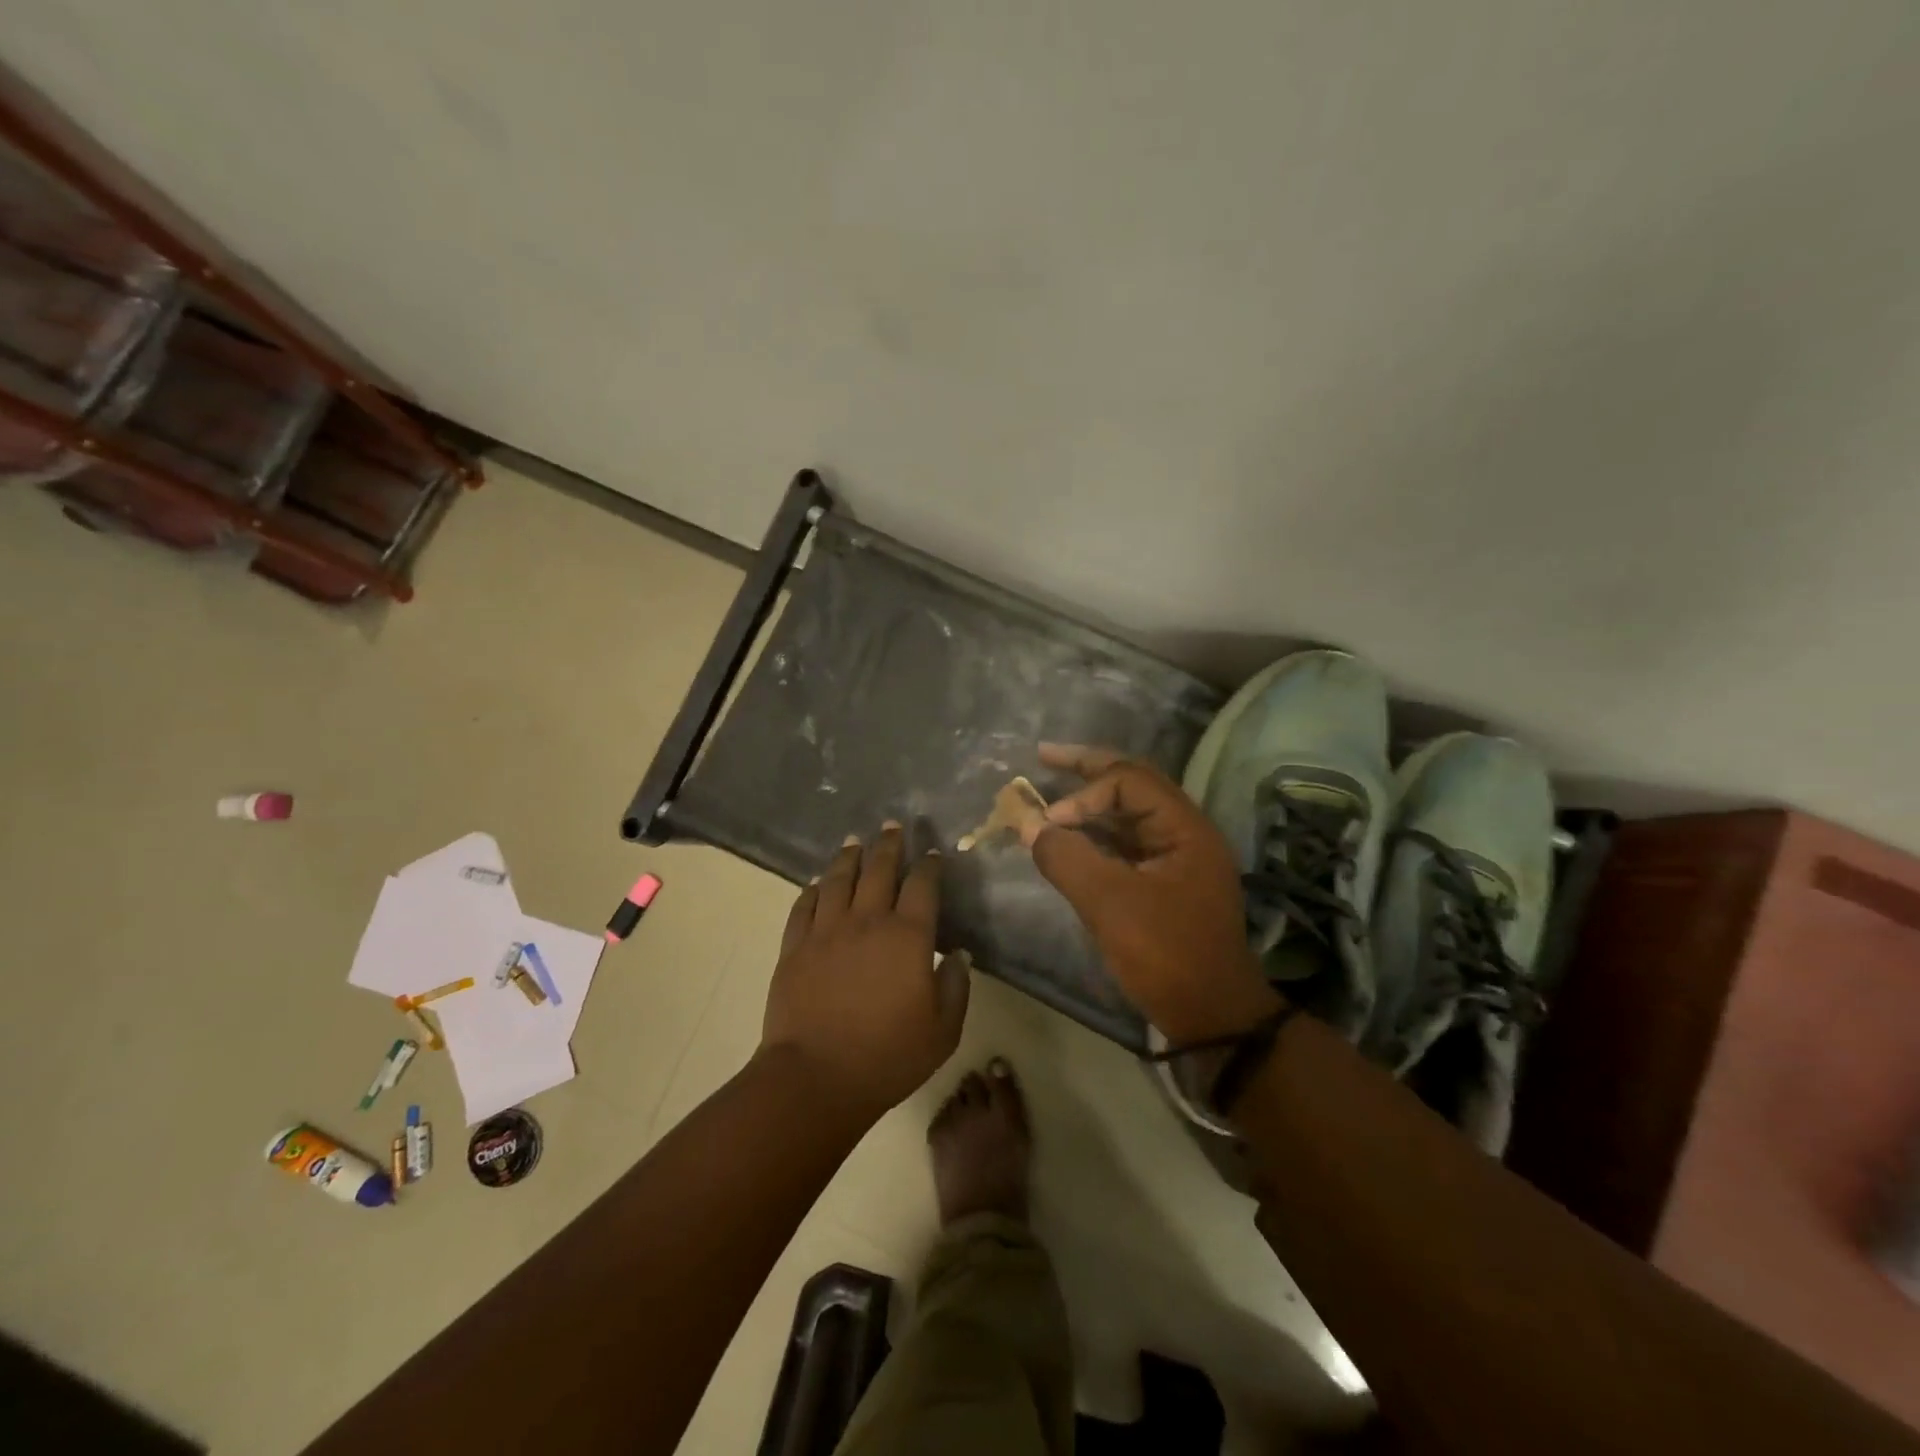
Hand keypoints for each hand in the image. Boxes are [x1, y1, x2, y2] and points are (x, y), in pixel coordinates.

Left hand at [761, 823, 970, 1117]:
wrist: (816, 1077)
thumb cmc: (888, 1056)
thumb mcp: (943, 1030)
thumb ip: (956, 986)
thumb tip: (957, 954)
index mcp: (908, 936)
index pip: (922, 885)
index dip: (928, 865)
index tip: (931, 852)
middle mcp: (867, 921)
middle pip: (879, 870)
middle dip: (888, 844)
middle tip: (892, 826)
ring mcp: (826, 930)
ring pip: (838, 879)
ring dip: (849, 856)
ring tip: (854, 841)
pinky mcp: (795, 946)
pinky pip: (804, 905)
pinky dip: (813, 889)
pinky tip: (818, 883)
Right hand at [1026, 744, 1280, 1043]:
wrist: (1211, 1016)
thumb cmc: (1167, 955)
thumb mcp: (1110, 905)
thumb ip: (1067, 858)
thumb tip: (1028, 824)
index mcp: (1185, 828)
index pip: (1129, 782)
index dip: (1084, 793)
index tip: (1049, 821)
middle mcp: (1184, 833)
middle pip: (1133, 786)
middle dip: (1087, 770)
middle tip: (1045, 755)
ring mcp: (1176, 858)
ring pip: (1128, 815)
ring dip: (1090, 804)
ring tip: (1052, 794)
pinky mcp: (1164, 883)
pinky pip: (1126, 844)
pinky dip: (1096, 836)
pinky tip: (1070, 838)